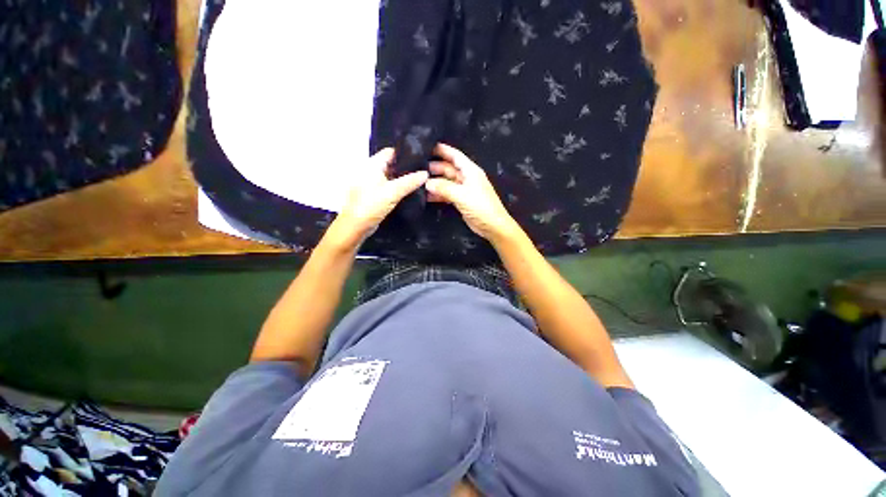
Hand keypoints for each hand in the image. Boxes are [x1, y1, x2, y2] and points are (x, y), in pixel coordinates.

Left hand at [326, 148, 427, 250]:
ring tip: (422, 180)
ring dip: (404, 179)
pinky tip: (411, 191)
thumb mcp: (393, 192)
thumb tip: (426, 173)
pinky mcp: (376, 195)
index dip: (406, 154)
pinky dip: (399, 188)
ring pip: (392, 177)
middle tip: (425, 170)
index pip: (391, 152)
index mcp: (372, 164)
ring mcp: (373, 183)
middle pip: (392, 164)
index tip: (421, 158)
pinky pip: (390, 187)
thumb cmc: (371, 205)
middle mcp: (372, 171)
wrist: (356, 227)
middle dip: (407, 167)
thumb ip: (410, 182)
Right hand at [425, 143, 520, 242]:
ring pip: (447, 182)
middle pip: (449, 168)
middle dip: (436, 167)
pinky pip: (448, 194)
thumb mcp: (461, 195)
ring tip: (420, 182)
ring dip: (436, 182)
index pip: (455, 156)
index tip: (428, 146)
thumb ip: (444, 188)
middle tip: (418, 167)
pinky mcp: (462, 201)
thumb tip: (427, 183)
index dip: (443, 150)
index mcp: (470, 171)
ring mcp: (464, 190)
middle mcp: (467, 178)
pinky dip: (439, 194)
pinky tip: (428, 196)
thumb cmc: (480, 206)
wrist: (492, 226)